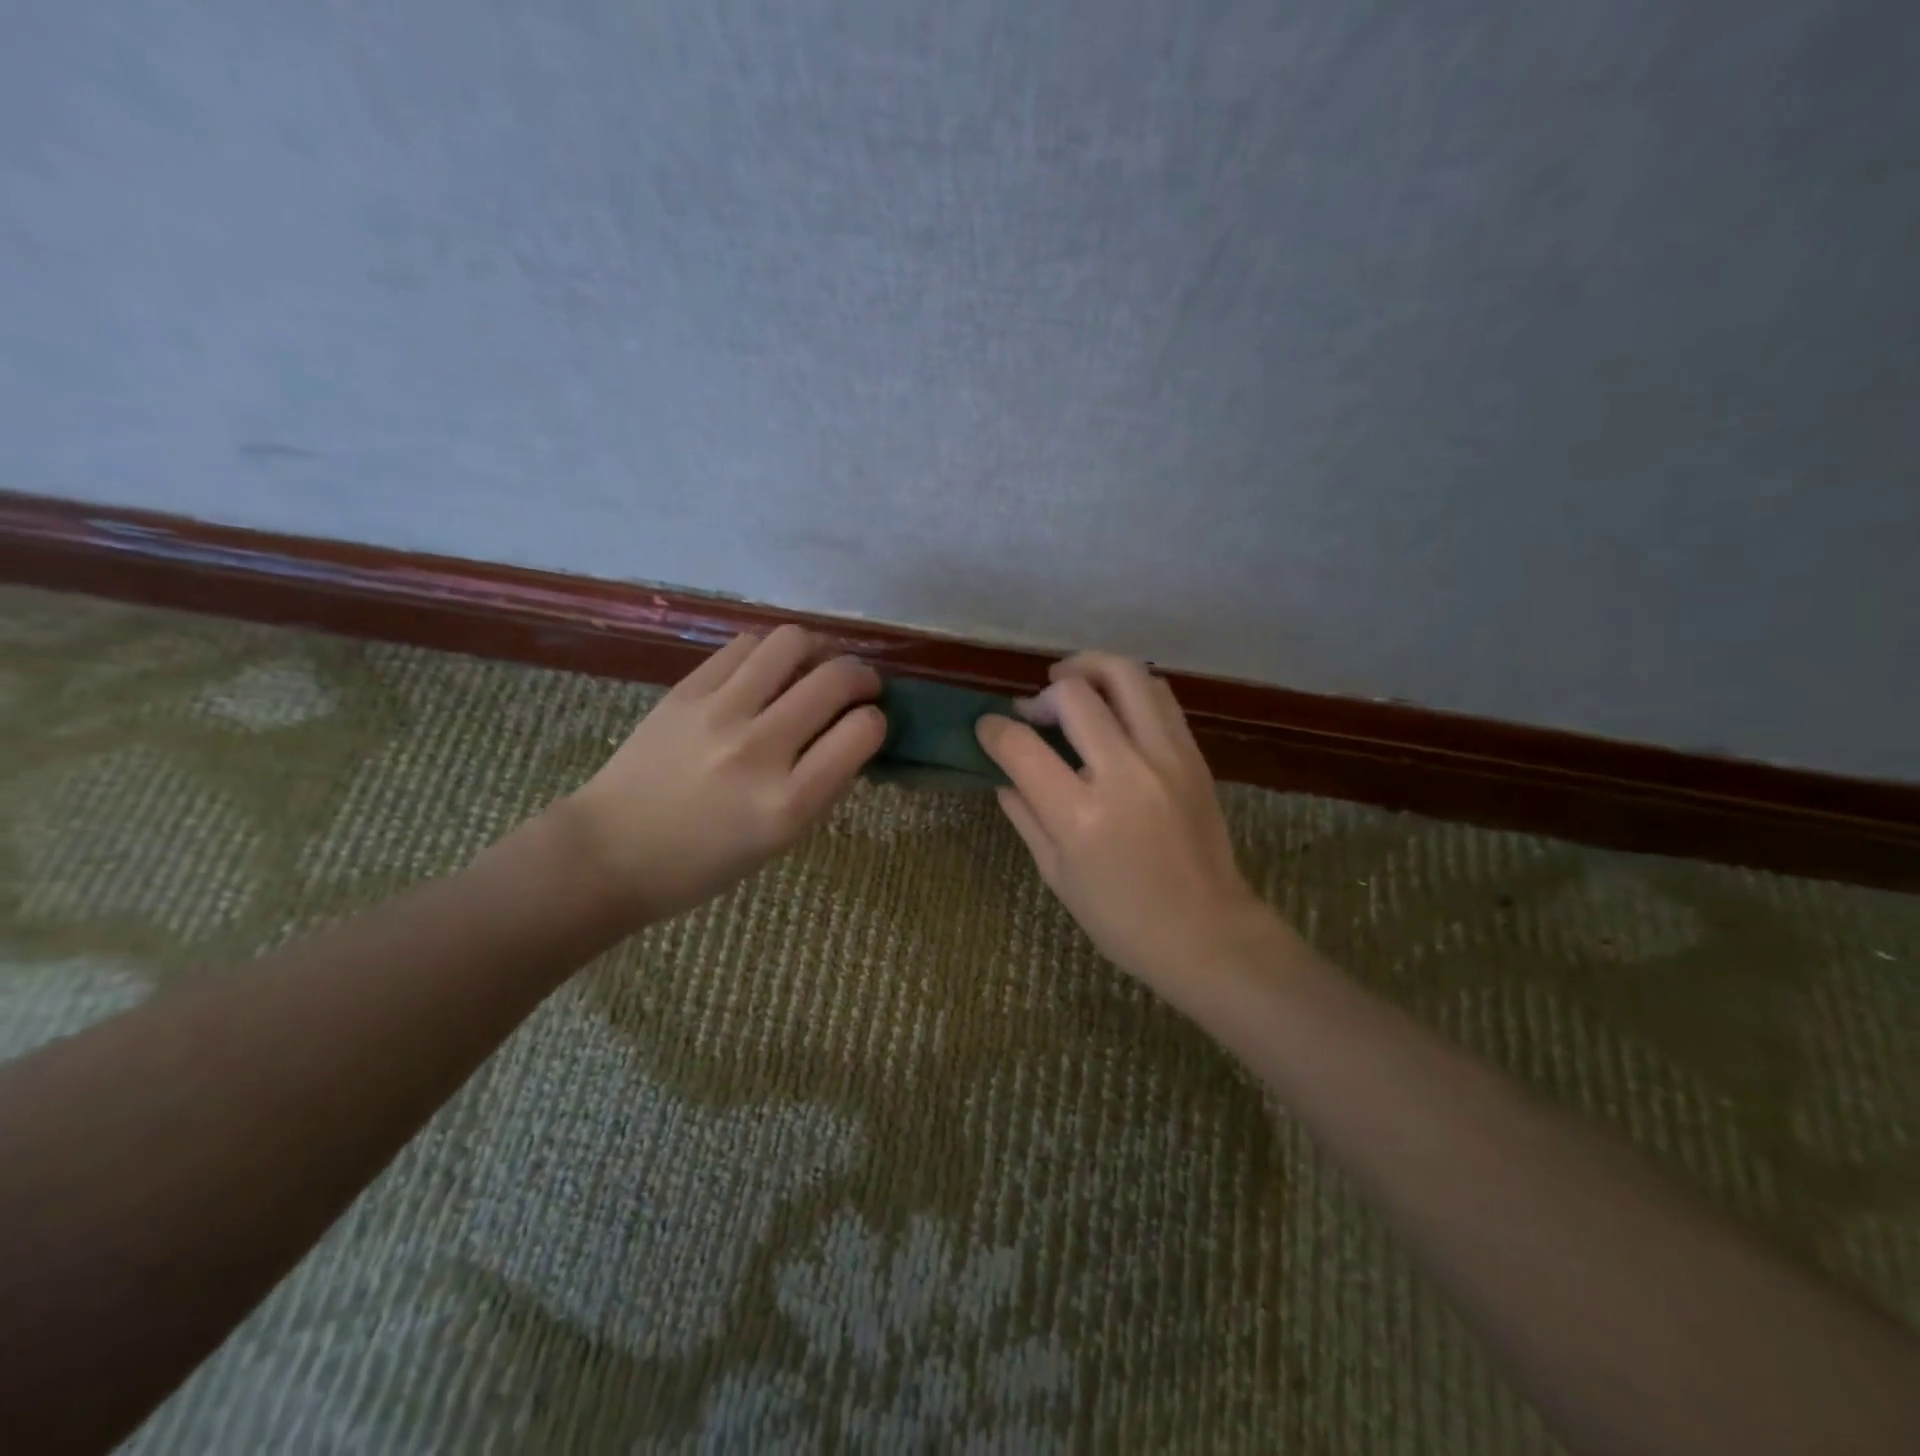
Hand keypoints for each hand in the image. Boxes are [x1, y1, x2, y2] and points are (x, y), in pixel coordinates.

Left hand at [560, 626, 885, 927]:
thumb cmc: (703, 863)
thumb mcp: (780, 840)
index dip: (876, 720)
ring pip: (791, 642)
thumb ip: (823, 786)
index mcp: (788, 803)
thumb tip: (853, 732)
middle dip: (862, 676)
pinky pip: (745, 646)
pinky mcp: (685, 690)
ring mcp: (718, 713)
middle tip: (860, 685)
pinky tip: (769, 671)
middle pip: (835, 679)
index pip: (862, 732)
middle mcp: (758, 750)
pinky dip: (771, 653)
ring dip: (819, 649)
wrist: (609, 852)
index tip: (870, 722)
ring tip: (816, 665)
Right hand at [976, 652, 1284, 996]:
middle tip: (1033, 712)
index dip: (993, 729)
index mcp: (1081, 816)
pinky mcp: (1193, 755)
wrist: (1206, 933)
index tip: (987, 727)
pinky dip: (1127, 688)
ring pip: (1126, 675)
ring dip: (1088, 669)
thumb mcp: (1057, 874)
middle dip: (1041, 695)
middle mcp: (1125, 774)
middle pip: (1074, 694)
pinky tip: (1112, 706)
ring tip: (1070, 685)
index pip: (1022, 746)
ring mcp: (1166, 758)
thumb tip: (1002, 773)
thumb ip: (1025, 815)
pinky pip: (1159, 696)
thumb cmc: (1121, 919)